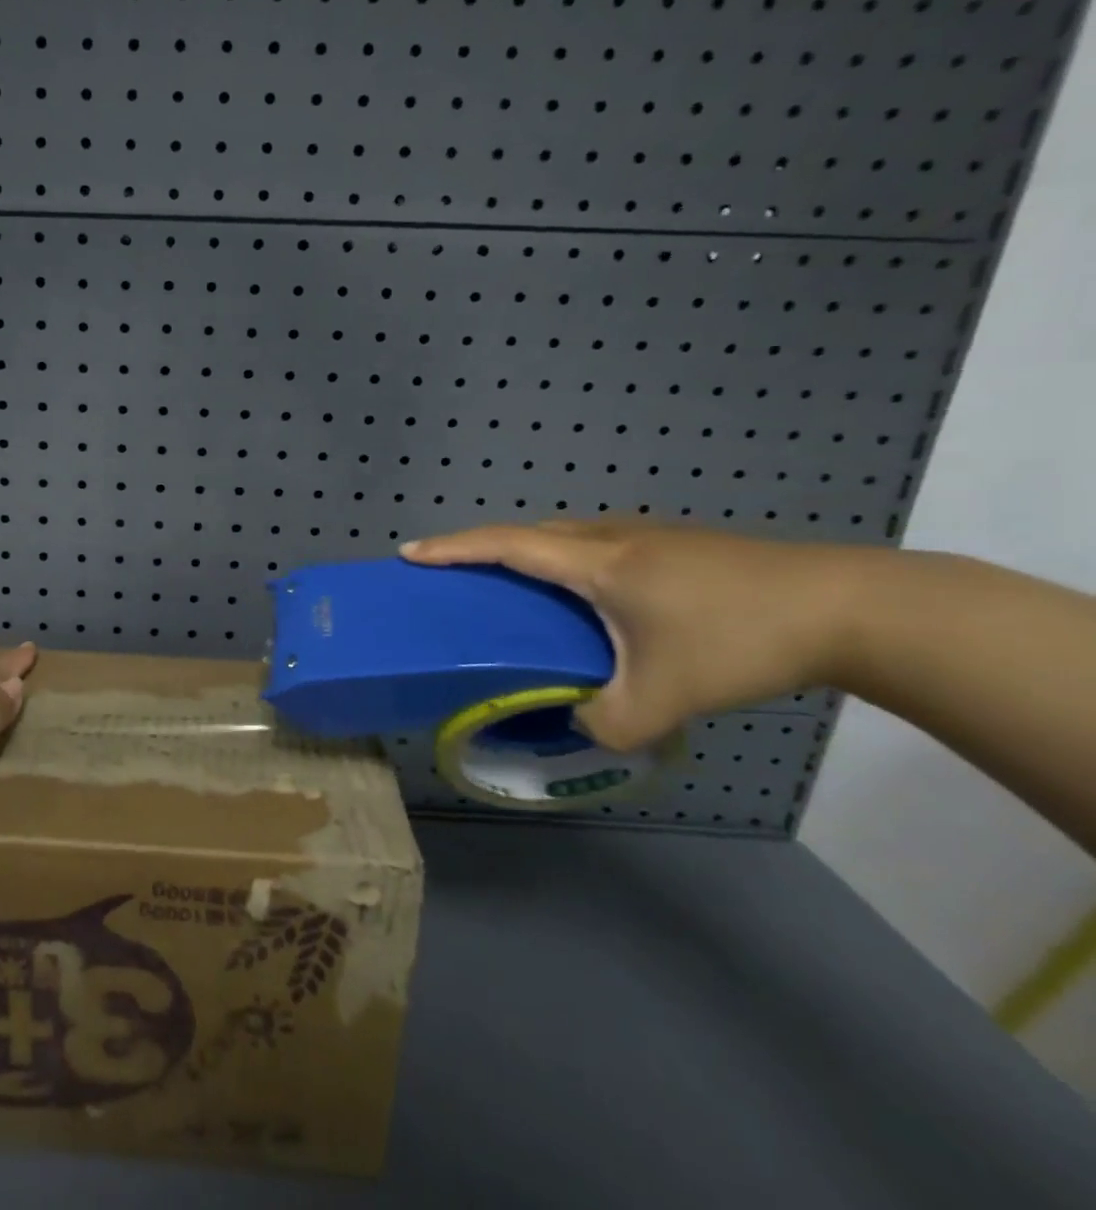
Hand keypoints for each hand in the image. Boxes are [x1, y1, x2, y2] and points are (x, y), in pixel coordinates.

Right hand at [401, 520, 857, 750]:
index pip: (504, 545)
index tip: (409, 554)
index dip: (451, 548)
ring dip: (529, 556)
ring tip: (516, 592)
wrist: (850, 607)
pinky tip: (589, 601)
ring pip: (566, 538)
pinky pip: (597, 547)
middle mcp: (611, 537)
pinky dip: (567, 564)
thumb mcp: (665, 698)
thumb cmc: (741, 638)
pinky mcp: (677, 546)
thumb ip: (606, 722)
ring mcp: (648, 536)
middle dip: (483, 550)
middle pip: (529, 533)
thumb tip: (576, 725)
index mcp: (595, 561)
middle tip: (458, 579)